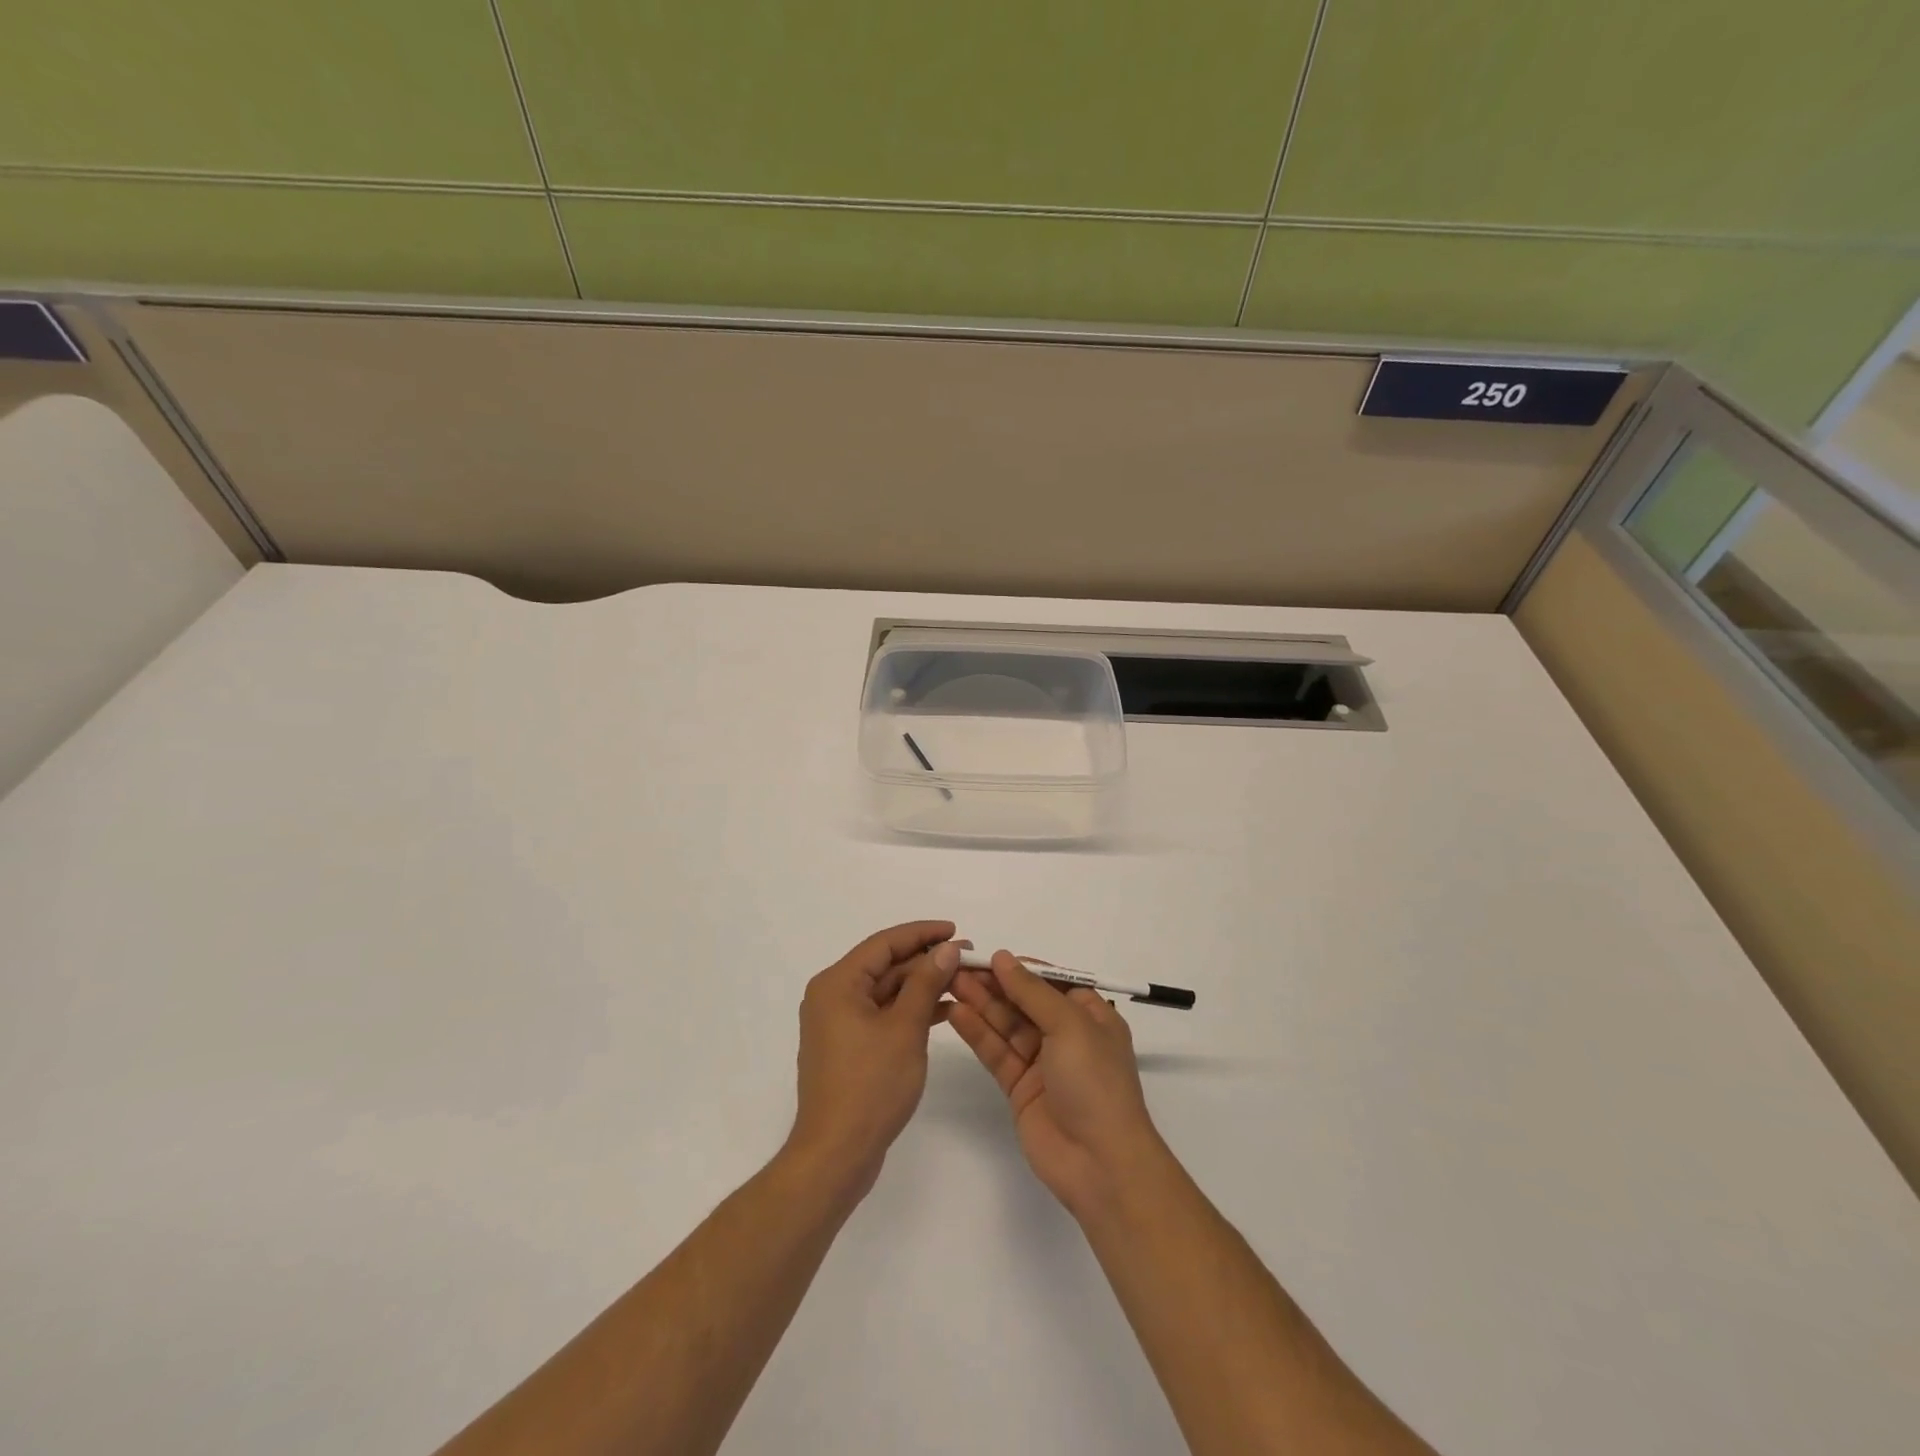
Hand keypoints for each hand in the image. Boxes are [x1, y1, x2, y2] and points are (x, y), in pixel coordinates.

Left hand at [787, 921, 961, 1198]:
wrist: (836, 1155)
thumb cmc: (870, 1085)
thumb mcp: (905, 1028)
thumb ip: (926, 983)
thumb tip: (946, 948)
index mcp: (838, 984)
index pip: (884, 943)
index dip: (922, 933)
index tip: (955, 930)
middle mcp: (833, 996)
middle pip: (885, 966)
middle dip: (926, 961)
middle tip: (967, 957)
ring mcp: (839, 1024)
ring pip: (887, 992)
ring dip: (922, 986)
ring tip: (963, 981)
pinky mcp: (849, 1048)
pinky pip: (883, 1015)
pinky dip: (911, 1011)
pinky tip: (945, 1011)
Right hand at [946, 951, 1168, 1218]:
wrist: (1100, 1163)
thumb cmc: (1094, 1082)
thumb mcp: (1070, 1025)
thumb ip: (1031, 992)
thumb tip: (1003, 957)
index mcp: (1089, 1015)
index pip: (1050, 981)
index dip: (1019, 968)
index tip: (986, 955)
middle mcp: (1066, 1035)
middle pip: (1023, 1001)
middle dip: (993, 984)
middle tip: (957, 967)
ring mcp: (1041, 1062)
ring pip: (1006, 1025)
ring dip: (980, 1004)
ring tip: (949, 983)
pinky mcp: (1019, 1087)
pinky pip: (996, 1052)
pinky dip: (977, 1033)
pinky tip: (956, 1014)